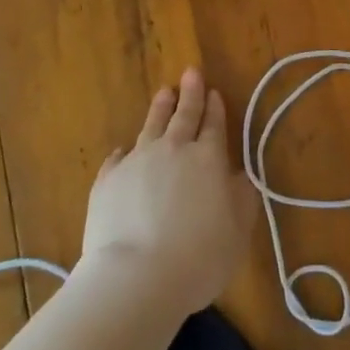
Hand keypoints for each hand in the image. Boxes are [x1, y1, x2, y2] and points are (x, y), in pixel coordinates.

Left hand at [81, 67, 259, 314]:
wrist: (137, 277)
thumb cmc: (200, 257)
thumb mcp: (238, 231)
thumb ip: (242, 198)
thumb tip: (240, 176)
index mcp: (208, 158)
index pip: (214, 125)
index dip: (215, 108)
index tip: (214, 91)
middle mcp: (173, 150)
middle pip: (183, 115)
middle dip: (190, 93)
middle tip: (191, 72)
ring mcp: (137, 161)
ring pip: (151, 126)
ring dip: (160, 108)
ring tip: (164, 93)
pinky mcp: (107, 180)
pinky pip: (118, 158)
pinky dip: (125, 152)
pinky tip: (123, 151)